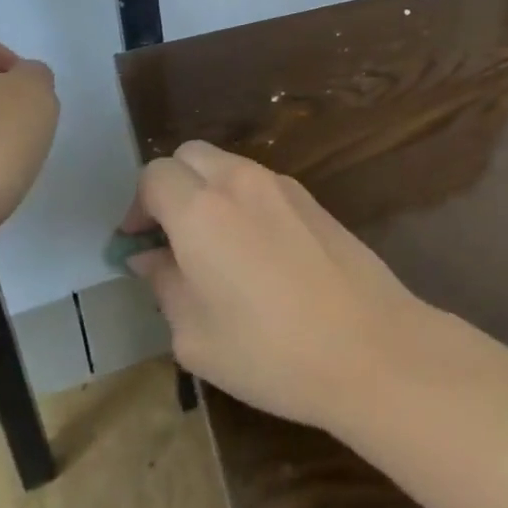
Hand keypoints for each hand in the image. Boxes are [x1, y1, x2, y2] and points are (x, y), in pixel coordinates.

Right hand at [122, 141, 430, 430]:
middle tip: (169, 238)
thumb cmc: (270, 352)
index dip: (137, 206)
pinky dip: (241, 199)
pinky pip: (261, 183)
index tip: (138, 245)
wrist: (369, 345)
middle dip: (170, 186)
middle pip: (190, 155)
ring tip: (212, 247)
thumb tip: (149, 257)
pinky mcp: (312, 199)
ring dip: (207, 190)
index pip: (154, 175)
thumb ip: (165, 285)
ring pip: (228, 165)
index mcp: (202, 210)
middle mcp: (241, 182)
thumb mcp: (195, 336)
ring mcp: (282, 185)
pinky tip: (254, 250)